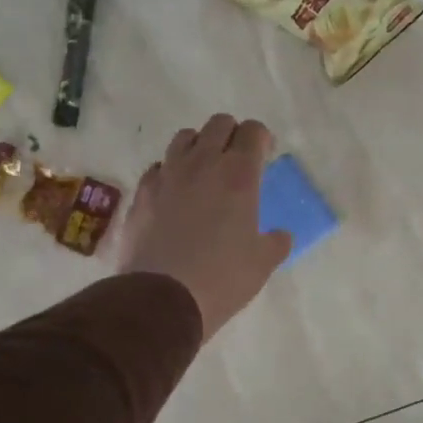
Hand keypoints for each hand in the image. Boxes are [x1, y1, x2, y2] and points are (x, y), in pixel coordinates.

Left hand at [119, 114, 291, 340]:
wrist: (160, 299)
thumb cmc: (221, 279)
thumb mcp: (262, 264)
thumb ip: (275, 243)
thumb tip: (280, 236)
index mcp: (238, 174)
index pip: (253, 131)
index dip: (262, 139)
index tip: (264, 157)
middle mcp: (202, 163)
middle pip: (218, 124)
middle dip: (232, 135)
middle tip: (237, 162)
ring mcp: (167, 175)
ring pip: (184, 138)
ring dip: (199, 147)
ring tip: (203, 173)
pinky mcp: (141, 193)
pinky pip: (158, 167)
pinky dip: (170, 172)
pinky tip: (174, 196)